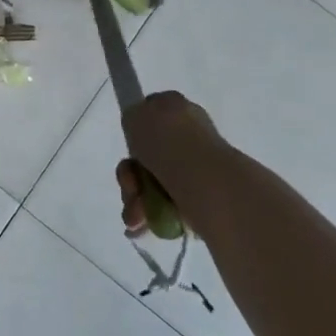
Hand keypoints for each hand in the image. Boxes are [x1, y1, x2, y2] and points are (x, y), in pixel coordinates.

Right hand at [117, 90, 228, 235]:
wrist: (205, 181)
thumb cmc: (168, 142)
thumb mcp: (136, 115)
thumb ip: (132, 117)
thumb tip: (139, 129)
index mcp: (178, 109)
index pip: (150, 117)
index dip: (134, 136)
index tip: (130, 150)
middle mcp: (191, 136)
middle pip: (147, 157)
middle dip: (131, 178)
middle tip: (130, 189)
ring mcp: (198, 168)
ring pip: (154, 184)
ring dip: (137, 200)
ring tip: (136, 217)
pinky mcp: (202, 197)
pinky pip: (168, 206)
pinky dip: (153, 217)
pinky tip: (144, 226)